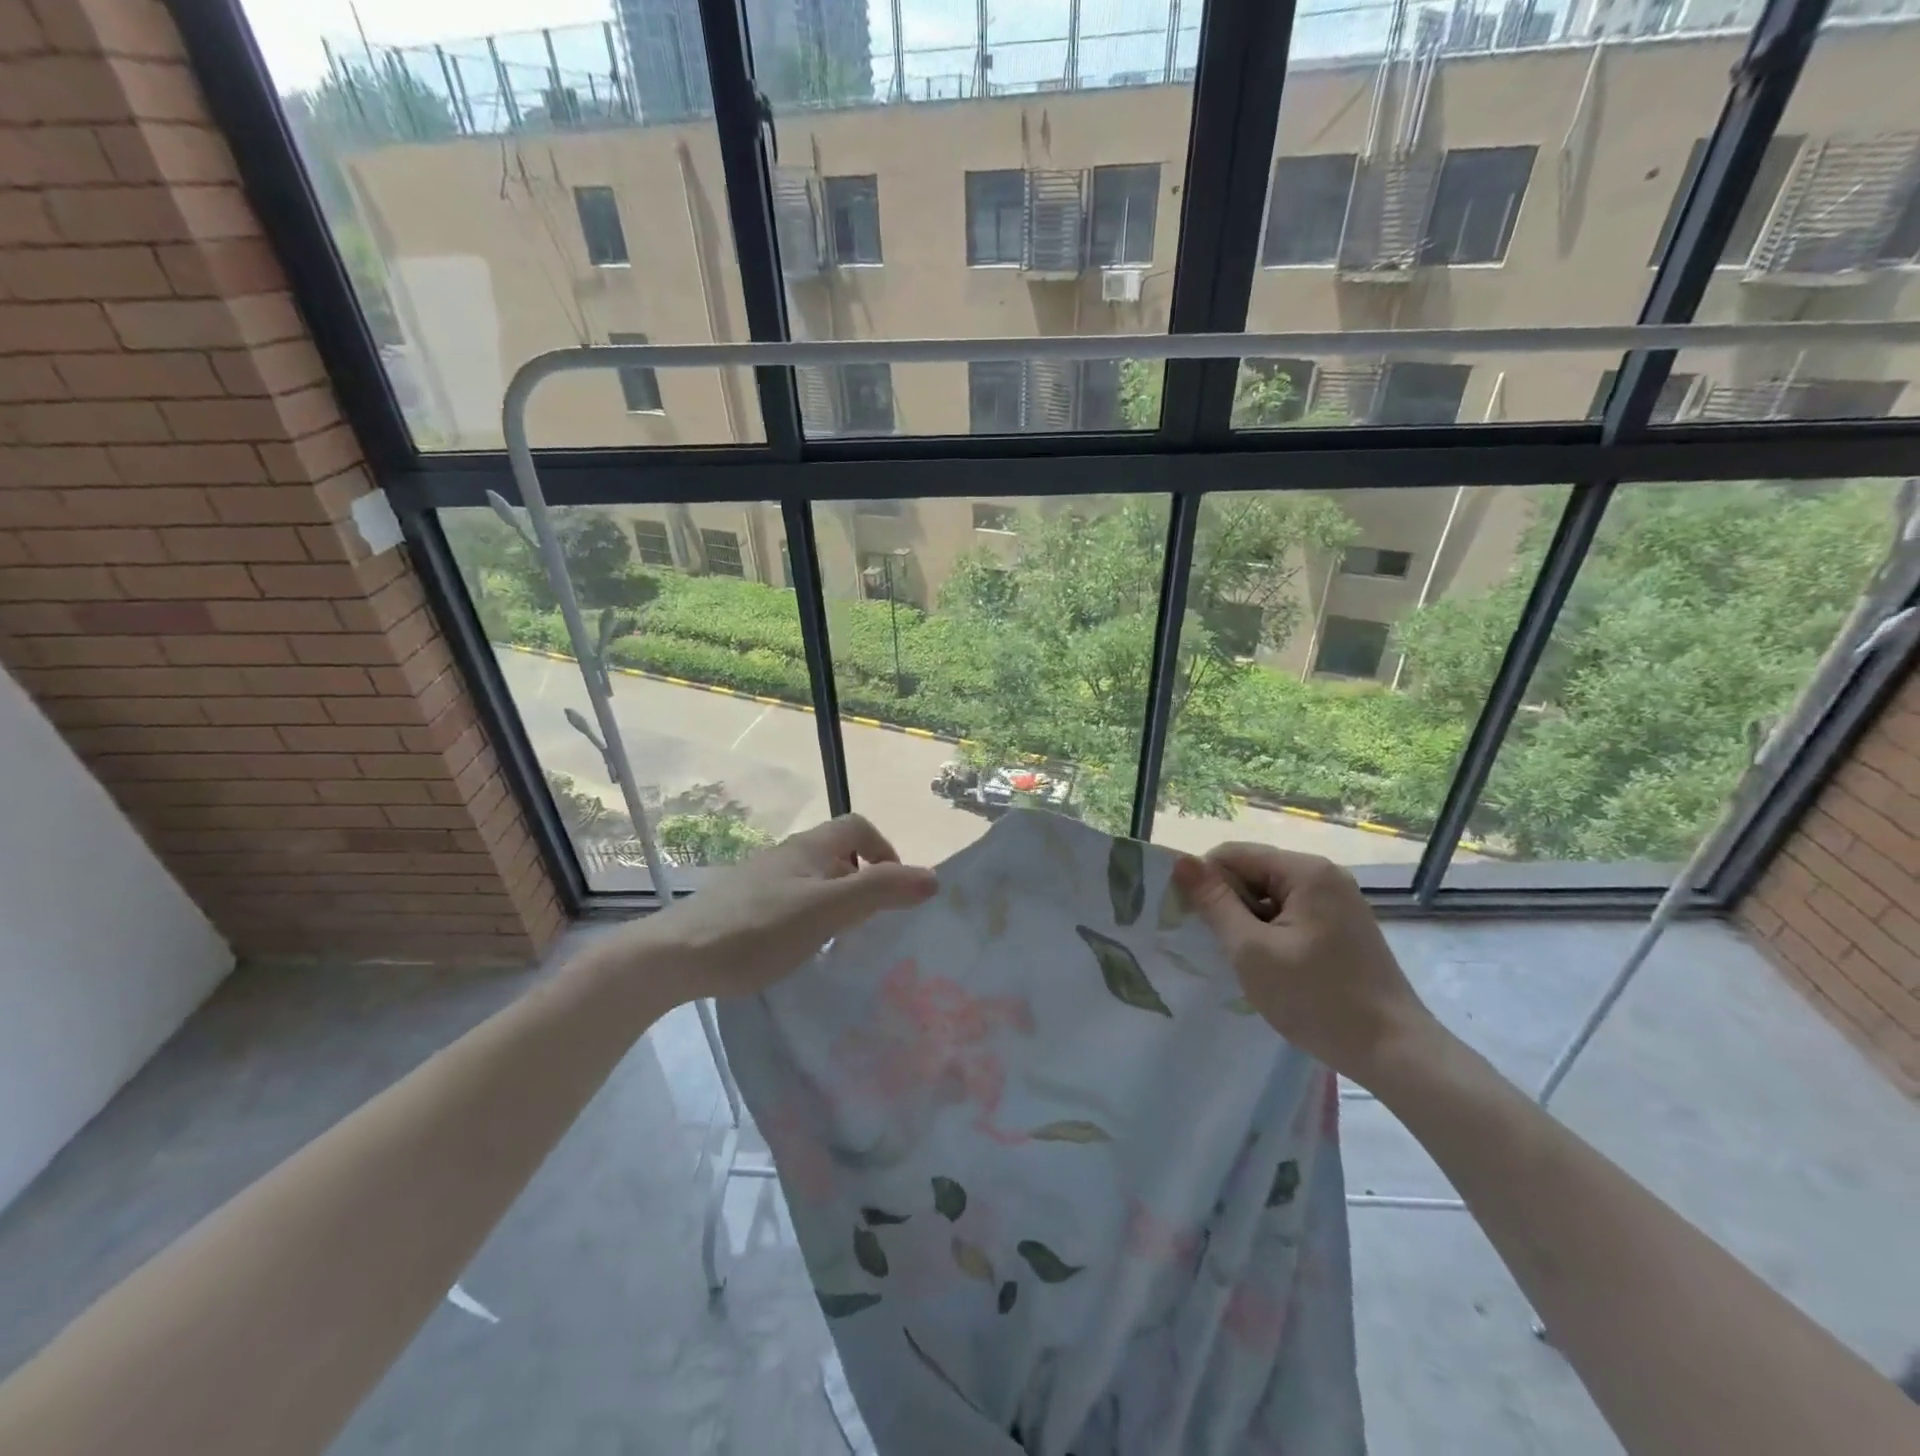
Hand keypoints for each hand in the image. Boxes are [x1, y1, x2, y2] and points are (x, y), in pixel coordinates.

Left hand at [628, 814, 937, 1001]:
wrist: (676, 956)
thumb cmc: (758, 929)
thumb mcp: (828, 910)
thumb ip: (880, 891)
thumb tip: (933, 877)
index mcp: (810, 847)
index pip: (859, 826)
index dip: (884, 851)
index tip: (890, 893)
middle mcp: (788, 855)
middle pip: (839, 855)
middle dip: (863, 883)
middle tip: (868, 925)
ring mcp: (762, 880)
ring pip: (815, 881)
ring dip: (836, 904)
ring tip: (838, 942)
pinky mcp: (743, 906)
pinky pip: (791, 902)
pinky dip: (809, 919)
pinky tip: (799, 951)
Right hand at [1171, 844, 1438, 1083]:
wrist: (1395, 1052)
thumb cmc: (1317, 999)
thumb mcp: (1251, 950)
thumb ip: (1215, 903)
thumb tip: (1182, 862)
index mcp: (1305, 871)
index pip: (1233, 855)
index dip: (1205, 883)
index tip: (1191, 921)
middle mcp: (1325, 875)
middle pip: (1254, 872)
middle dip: (1229, 904)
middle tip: (1218, 947)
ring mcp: (1338, 902)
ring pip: (1271, 897)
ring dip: (1249, 923)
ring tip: (1245, 962)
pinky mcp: (1344, 928)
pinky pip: (1292, 915)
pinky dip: (1272, 934)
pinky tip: (1271, 967)